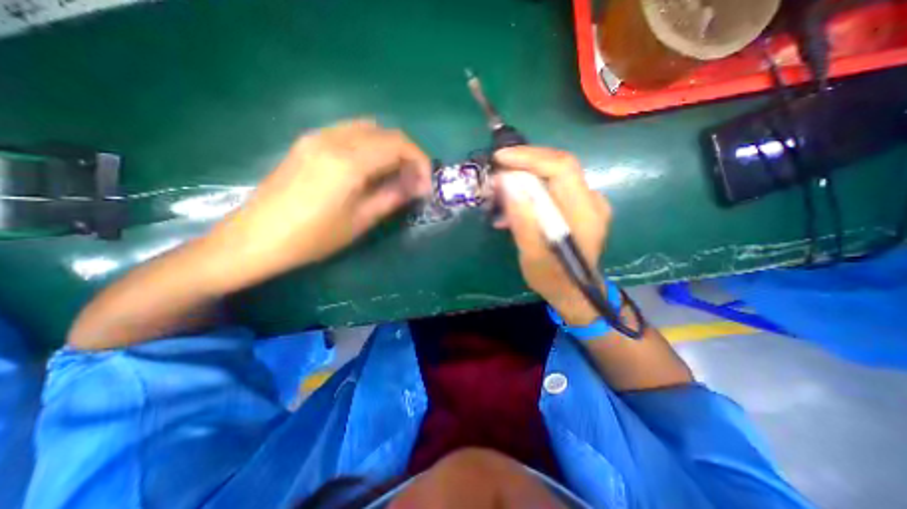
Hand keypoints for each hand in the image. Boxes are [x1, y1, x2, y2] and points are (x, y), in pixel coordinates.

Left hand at [208, 118, 429, 290]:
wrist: (255, 238)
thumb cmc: (312, 237)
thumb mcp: (360, 221)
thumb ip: (392, 197)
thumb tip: (419, 186)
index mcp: (348, 161)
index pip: (398, 144)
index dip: (420, 160)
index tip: (426, 183)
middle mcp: (333, 139)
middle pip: (384, 132)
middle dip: (406, 154)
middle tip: (412, 181)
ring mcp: (316, 137)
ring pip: (367, 129)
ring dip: (388, 148)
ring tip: (393, 175)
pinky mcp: (307, 143)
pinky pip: (348, 133)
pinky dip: (368, 146)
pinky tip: (368, 169)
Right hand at [494, 144, 612, 324]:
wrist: (575, 293)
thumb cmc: (553, 279)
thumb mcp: (532, 254)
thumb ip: (522, 219)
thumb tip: (506, 183)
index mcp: (585, 213)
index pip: (561, 168)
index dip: (530, 157)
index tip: (500, 159)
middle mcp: (592, 201)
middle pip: (558, 166)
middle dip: (524, 164)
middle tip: (497, 173)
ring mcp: (588, 203)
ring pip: (553, 175)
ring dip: (525, 177)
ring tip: (500, 192)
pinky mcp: (579, 207)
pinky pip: (553, 188)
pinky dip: (531, 190)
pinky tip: (514, 205)